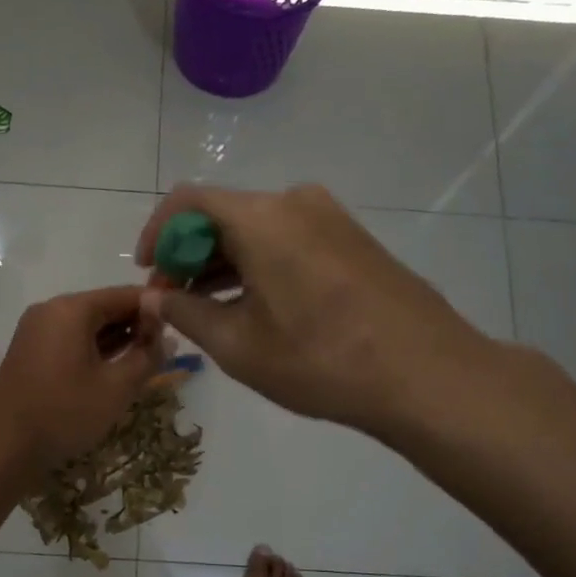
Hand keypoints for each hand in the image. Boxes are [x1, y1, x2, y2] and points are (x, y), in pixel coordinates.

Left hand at [0, 286, 161, 476]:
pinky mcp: (30, 350)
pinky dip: (94, 349)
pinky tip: (114, 369)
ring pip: (88, 325)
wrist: (2, 447)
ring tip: (145, 361)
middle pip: (105, 307)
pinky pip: (70, 339)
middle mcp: (51, 309)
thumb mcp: (116, 387)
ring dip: (117, 339)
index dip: (156, 308)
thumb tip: (167, 337)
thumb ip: (147, 356)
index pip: (125, 294)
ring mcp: (36, 330)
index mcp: (71, 309)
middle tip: (165, 349)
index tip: (181, 326)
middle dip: (136, 325)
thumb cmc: (64, 413)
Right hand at [134, 184, 495, 438]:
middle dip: (189, 254)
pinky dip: (259, 263)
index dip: (157, 234)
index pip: (187, 202)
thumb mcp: (239, 345)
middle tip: (174, 301)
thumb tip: (157, 297)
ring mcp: (331, 217)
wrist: (428, 375)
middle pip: (223, 214)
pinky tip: (255, 304)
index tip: (148, 274)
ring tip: (209, 309)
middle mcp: (295, 201)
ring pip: (257, 228)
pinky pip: (288, 238)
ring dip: (224, 261)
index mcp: (261, 217)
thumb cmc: (322, 360)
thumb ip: (186, 313)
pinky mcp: (353, 238)